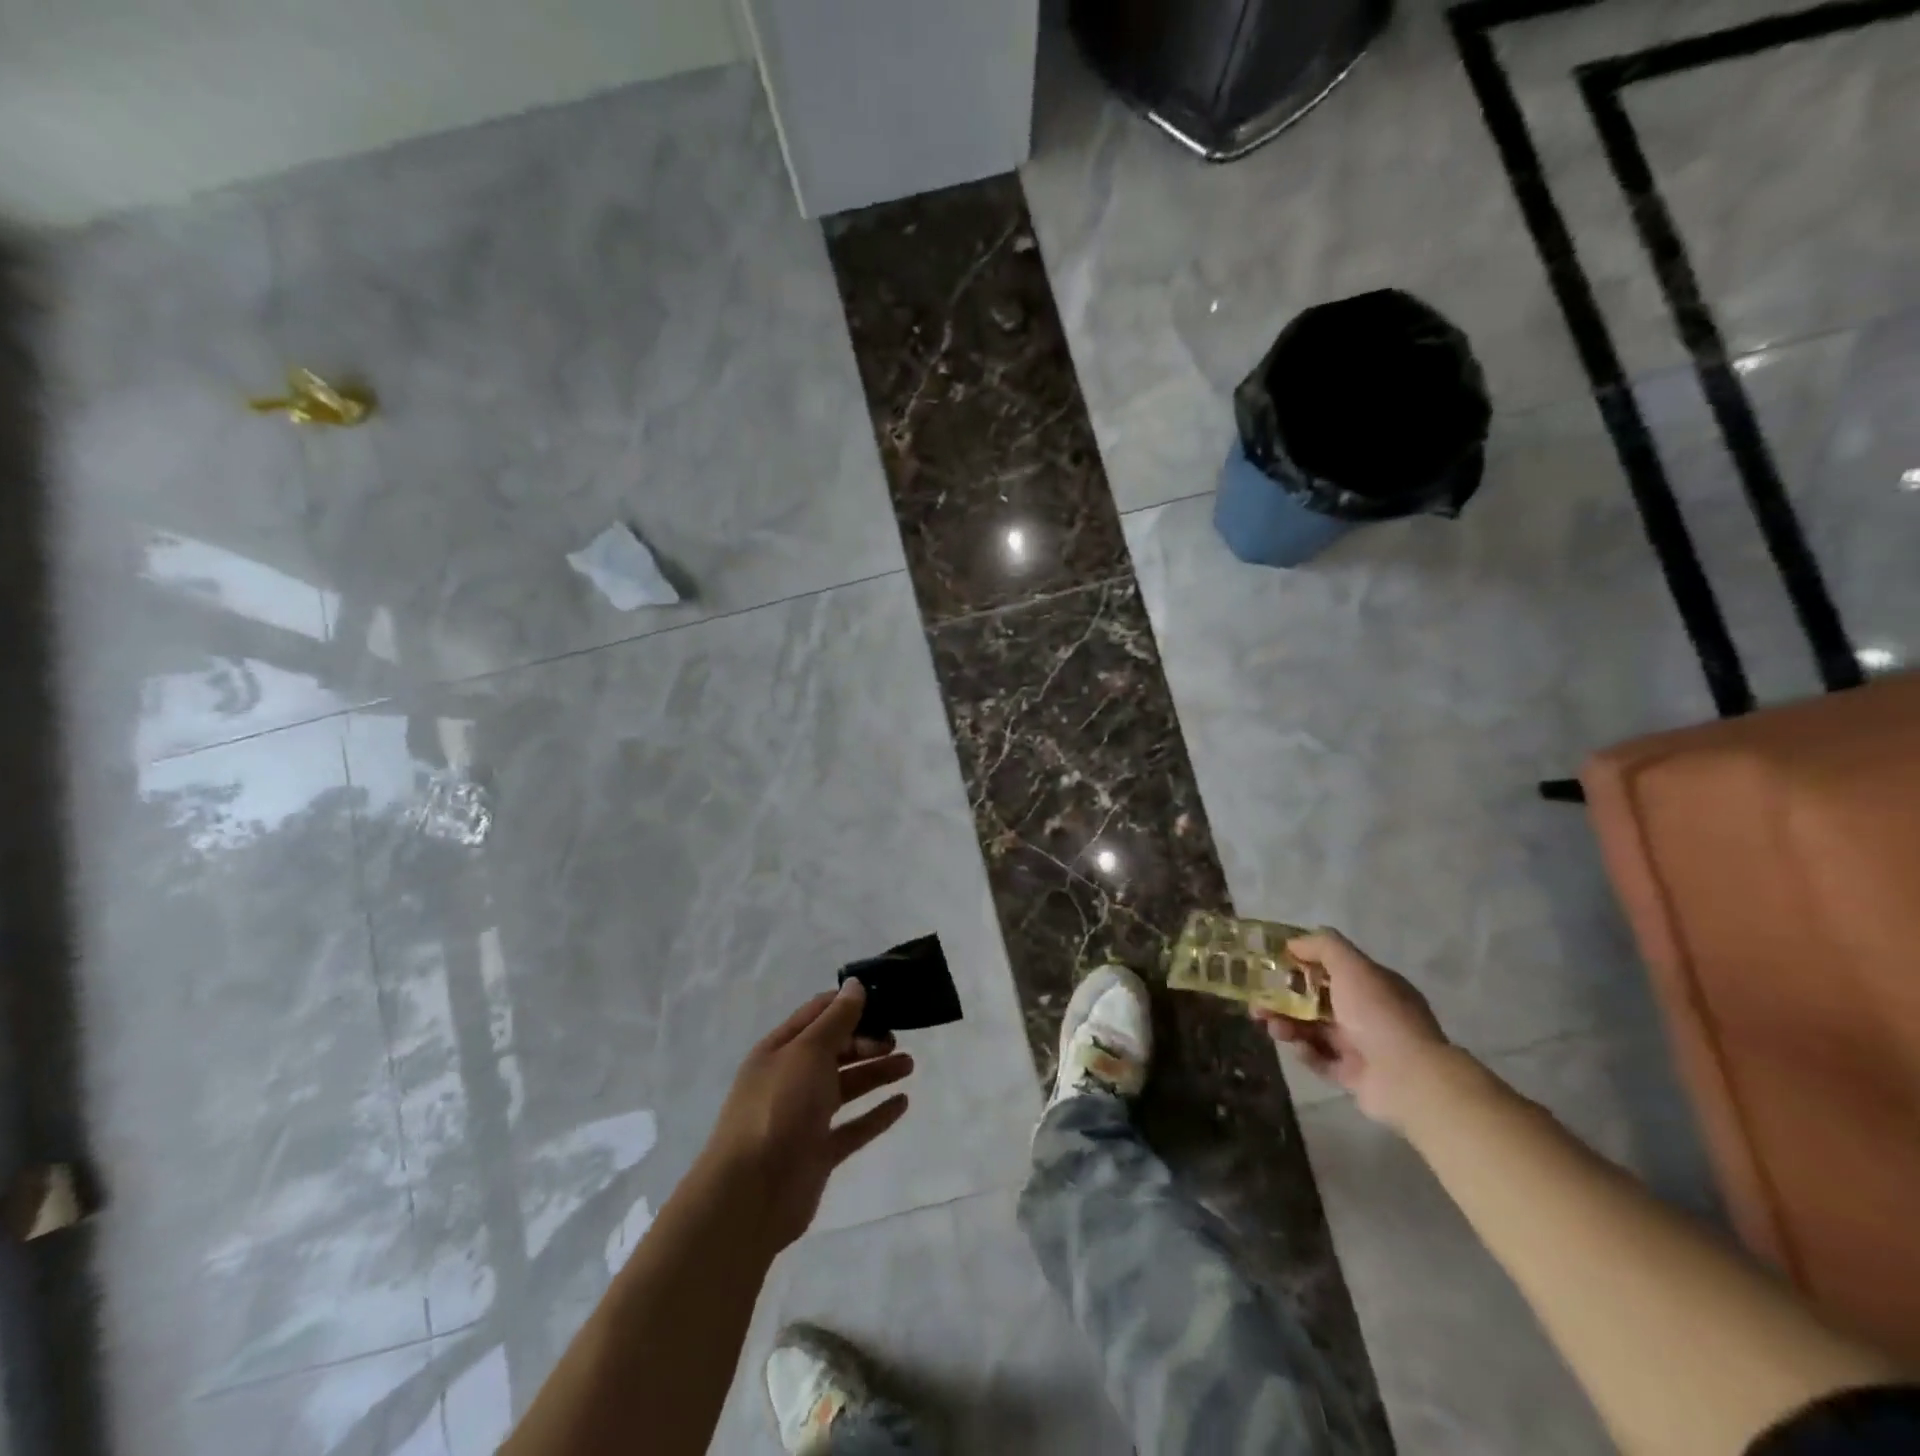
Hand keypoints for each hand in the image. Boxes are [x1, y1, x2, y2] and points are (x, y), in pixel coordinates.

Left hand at [702, 980, 913, 1250]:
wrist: (750, 1195)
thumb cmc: (778, 1108)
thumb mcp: (808, 1052)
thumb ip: (836, 1020)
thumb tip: (855, 985)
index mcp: (780, 1049)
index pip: (818, 1014)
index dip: (849, 1004)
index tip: (885, 999)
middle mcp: (791, 1079)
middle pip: (834, 1050)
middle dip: (866, 1040)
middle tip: (896, 1039)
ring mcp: (804, 1117)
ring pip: (846, 1086)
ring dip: (876, 1073)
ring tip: (909, 1065)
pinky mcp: (818, 1152)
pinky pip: (853, 1127)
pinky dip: (876, 1114)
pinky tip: (902, 1103)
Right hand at [1251, 929, 1449, 1127]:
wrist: (1409, 1079)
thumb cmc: (1379, 1014)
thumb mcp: (1352, 967)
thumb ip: (1323, 947)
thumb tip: (1294, 943)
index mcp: (1374, 986)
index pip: (1333, 969)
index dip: (1301, 965)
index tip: (1272, 965)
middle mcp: (1369, 1014)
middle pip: (1317, 1001)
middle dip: (1285, 999)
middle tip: (1258, 1001)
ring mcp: (1362, 1047)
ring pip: (1315, 1030)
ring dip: (1289, 1024)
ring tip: (1270, 1026)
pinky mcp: (1353, 1077)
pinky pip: (1322, 1061)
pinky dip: (1306, 1053)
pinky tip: (1298, 1048)